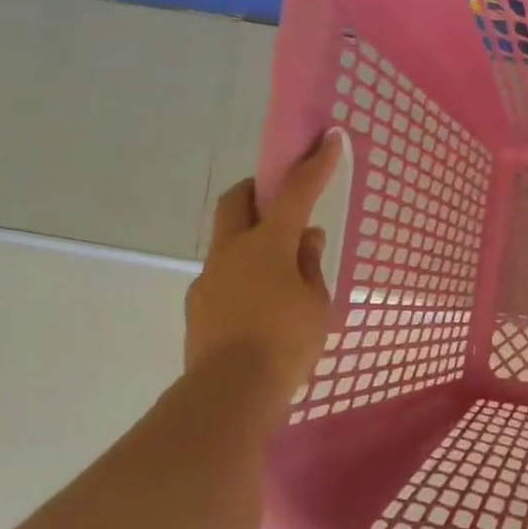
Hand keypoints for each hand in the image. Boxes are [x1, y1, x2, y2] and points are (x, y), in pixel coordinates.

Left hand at [186, 131, 342, 392]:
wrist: (231, 390)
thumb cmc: (286, 342)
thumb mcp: (315, 303)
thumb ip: (310, 265)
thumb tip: (306, 237)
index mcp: (268, 245)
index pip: (295, 193)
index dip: (314, 165)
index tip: (328, 138)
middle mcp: (232, 251)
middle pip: (237, 200)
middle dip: (258, 189)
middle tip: (280, 199)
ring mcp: (210, 276)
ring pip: (229, 240)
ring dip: (253, 239)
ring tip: (282, 272)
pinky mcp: (199, 304)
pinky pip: (225, 275)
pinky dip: (245, 275)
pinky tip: (262, 306)